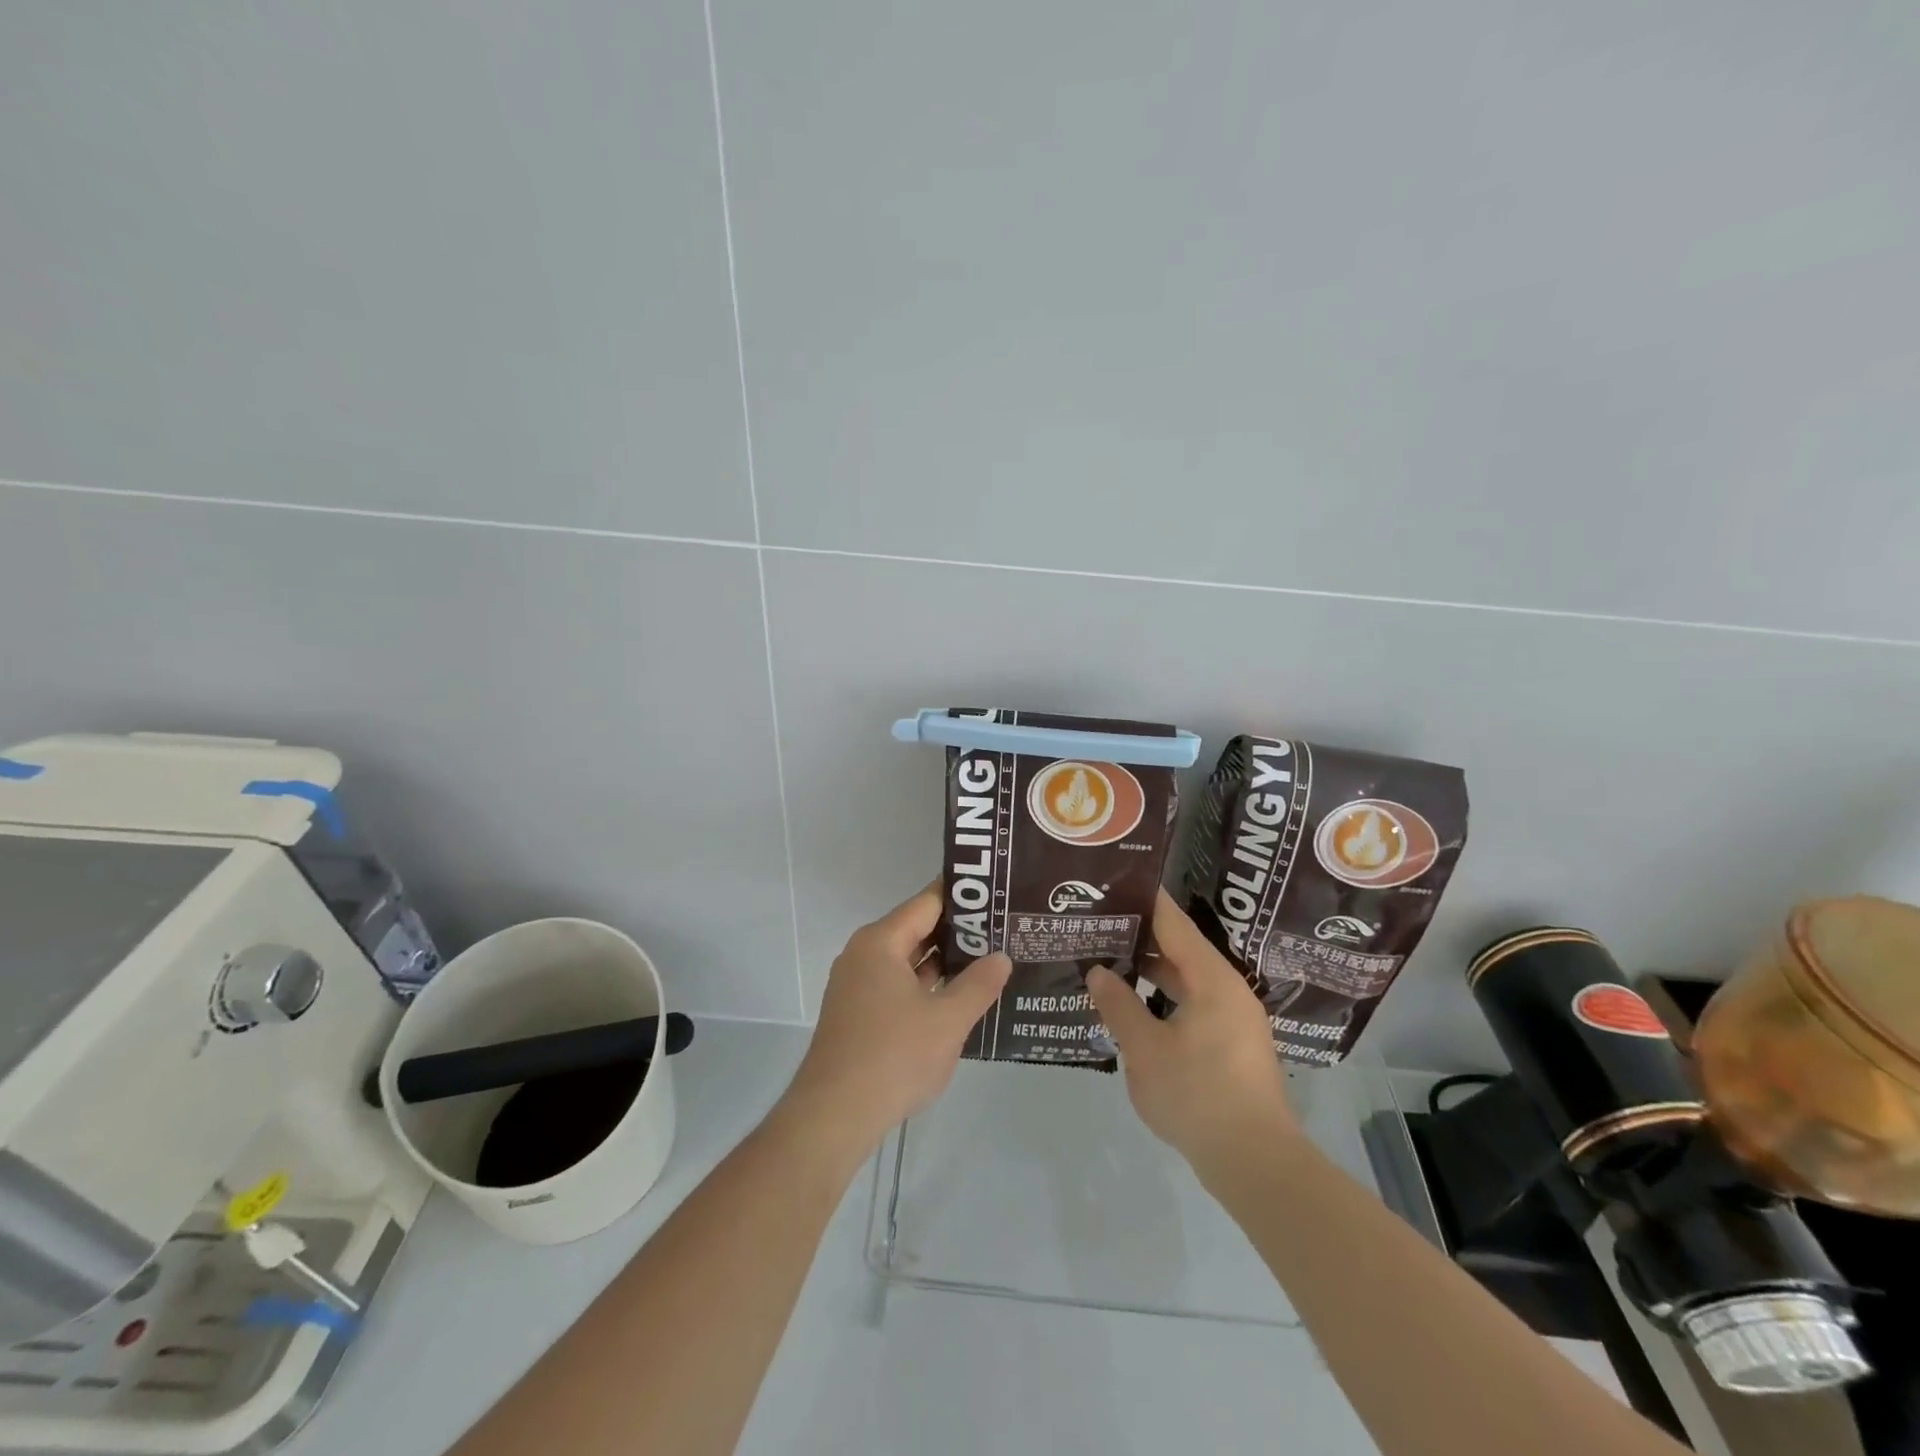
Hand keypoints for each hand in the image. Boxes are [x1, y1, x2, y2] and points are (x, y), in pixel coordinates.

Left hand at [781, 886, 1011, 1154]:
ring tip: (991, 960)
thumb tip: (1001, 957)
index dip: (964, 898)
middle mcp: (864, 955)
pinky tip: (959, 998)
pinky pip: (899, 987)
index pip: (927, 903)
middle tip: (1005, 929)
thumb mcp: (947, 1020)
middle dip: (959, 932)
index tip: (997, 894)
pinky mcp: (859, 1015)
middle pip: (917, 929)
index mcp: (880, 942)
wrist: (834, 1117)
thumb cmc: (893, 1057)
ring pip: (909, 961)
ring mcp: (858, 987)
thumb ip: (979, 985)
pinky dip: (928, 987)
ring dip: (945, 963)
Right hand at [1086, 891, 1298, 1179]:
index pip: (1174, 923)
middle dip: (1140, 936)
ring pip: (1187, 979)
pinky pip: (1193, 1004)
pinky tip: (1134, 1006)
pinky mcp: (1232, 1045)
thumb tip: (1098, 972)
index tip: (1114, 883)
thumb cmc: (1198, 1096)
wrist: (1255, 1163)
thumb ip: (1119, 1006)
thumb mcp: (1145, 1049)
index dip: (1144, 900)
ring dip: (1151, 970)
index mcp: (1212, 979)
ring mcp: (1234, 1019)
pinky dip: (1164, 997)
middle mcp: (1228, 990)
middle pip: (1181, 948)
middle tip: (1099, 922)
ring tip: (1109, 959)